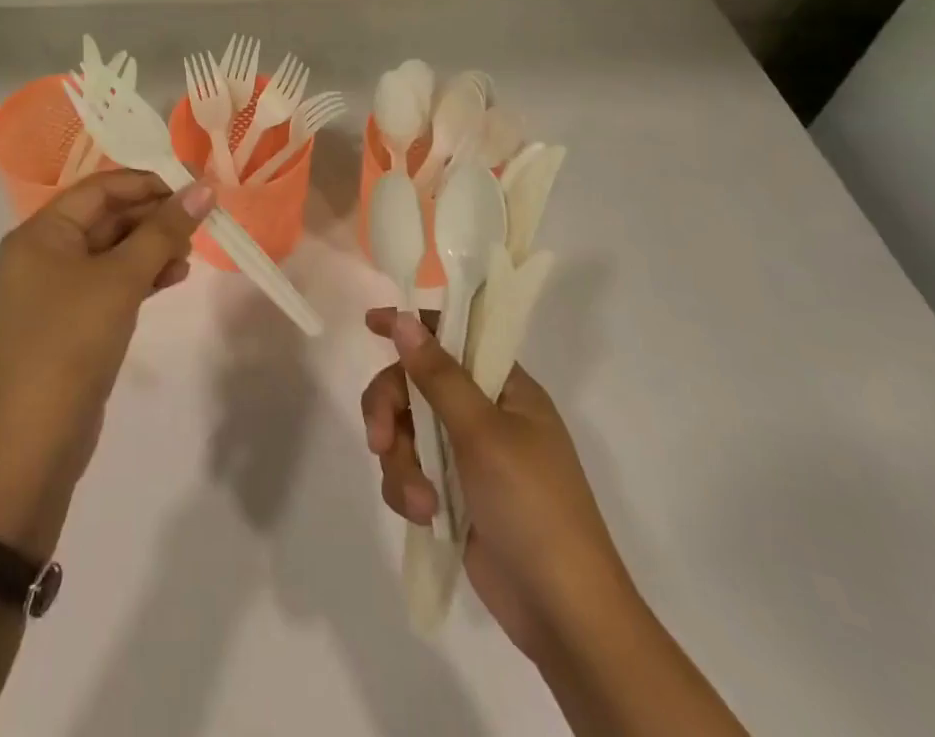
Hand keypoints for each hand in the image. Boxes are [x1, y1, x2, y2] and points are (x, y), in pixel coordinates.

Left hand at [0, 171, 213, 555]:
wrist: (32, 444)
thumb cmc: (71, 342)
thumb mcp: (121, 280)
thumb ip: (163, 230)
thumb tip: (204, 187)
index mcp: (41, 232)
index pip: (100, 188)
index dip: (148, 183)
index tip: (195, 186)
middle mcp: (43, 253)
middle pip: (106, 217)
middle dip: (154, 217)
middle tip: (200, 222)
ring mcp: (56, 289)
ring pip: (112, 250)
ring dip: (152, 246)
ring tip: (191, 253)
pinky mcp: (72, 320)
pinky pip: (111, 282)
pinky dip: (142, 276)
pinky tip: (174, 277)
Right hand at [360, 308, 635, 664]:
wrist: (563, 616)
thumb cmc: (532, 507)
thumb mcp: (483, 434)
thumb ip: (439, 375)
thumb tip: (403, 318)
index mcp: (507, 389)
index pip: (453, 336)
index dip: (413, 327)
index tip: (370, 323)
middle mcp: (486, 414)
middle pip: (416, 384)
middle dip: (391, 409)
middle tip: (378, 436)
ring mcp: (468, 456)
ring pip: (406, 430)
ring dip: (401, 461)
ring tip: (420, 500)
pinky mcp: (453, 494)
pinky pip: (410, 470)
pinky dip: (408, 489)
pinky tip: (423, 514)